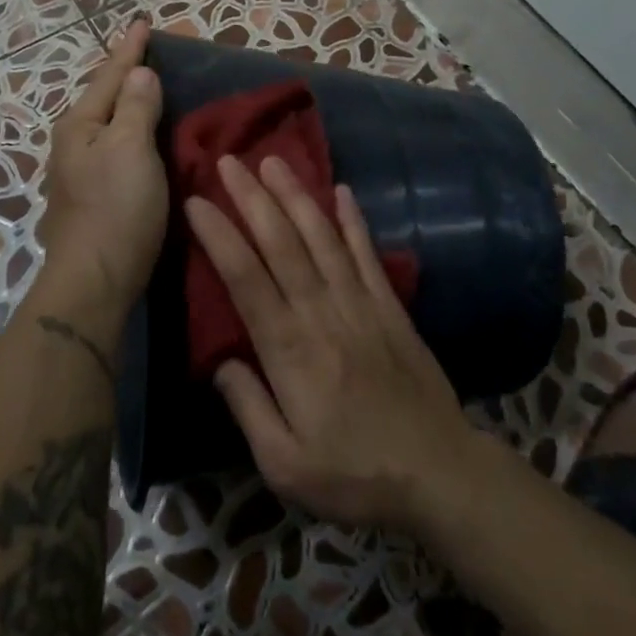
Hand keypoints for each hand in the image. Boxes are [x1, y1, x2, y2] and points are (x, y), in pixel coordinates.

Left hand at [38, 22, 167, 313]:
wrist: (95, 279)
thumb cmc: (117, 208)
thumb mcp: (131, 148)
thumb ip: (135, 106)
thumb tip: (139, 72)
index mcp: (80, 125)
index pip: (109, 75)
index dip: (130, 49)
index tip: (143, 22)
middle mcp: (71, 144)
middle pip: (101, 98)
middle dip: (122, 75)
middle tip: (146, 54)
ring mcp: (76, 174)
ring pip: (104, 126)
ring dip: (123, 105)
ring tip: (144, 90)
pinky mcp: (89, 199)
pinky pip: (111, 150)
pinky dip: (126, 134)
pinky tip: (137, 140)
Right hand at [186, 155, 479, 533]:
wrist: (439, 474)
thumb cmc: (355, 475)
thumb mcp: (285, 465)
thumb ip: (248, 409)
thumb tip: (220, 362)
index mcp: (290, 349)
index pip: (246, 278)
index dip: (219, 236)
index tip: (196, 200)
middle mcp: (322, 313)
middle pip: (282, 243)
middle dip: (252, 198)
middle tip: (229, 160)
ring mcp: (361, 304)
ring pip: (322, 238)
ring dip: (296, 196)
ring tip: (274, 160)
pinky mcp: (390, 307)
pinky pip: (367, 254)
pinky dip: (353, 220)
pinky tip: (342, 190)